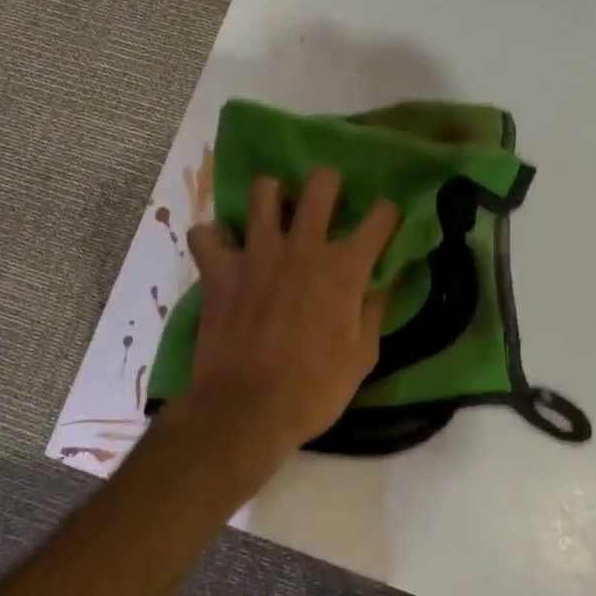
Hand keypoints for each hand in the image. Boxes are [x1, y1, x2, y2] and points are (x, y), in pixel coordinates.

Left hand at [183, 169, 399, 452]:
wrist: (247, 411)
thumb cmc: (314, 391)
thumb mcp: (363, 356)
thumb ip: (376, 309)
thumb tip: (388, 279)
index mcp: (344, 270)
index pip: (381, 218)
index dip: (389, 216)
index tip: (386, 224)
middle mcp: (302, 249)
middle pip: (321, 184)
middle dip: (330, 184)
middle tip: (327, 203)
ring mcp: (256, 255)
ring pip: (262, 192)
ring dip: (273, 198)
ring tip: (276, 217)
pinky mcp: (219, 271)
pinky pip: (206, 234)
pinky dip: (214, 239)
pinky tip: (225, 251)